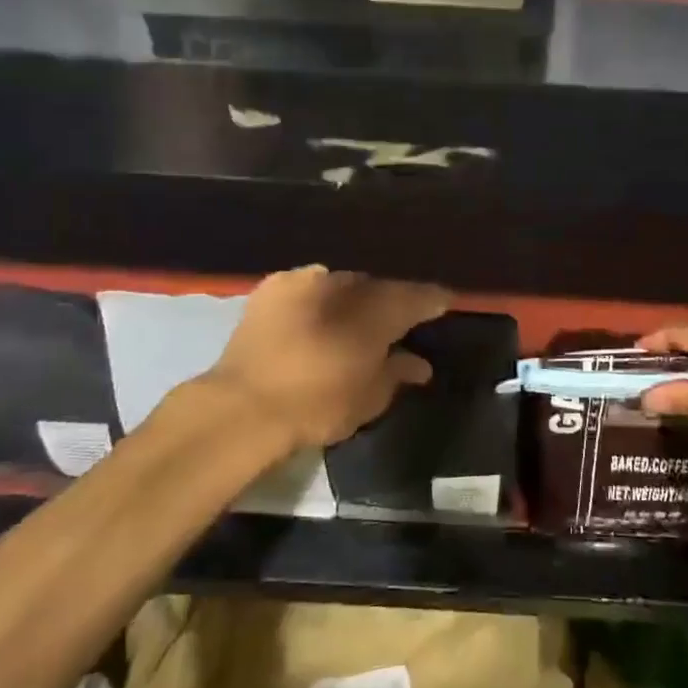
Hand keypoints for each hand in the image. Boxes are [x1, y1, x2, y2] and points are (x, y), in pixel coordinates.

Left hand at [200, 266, 451, 451]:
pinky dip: (317, 299)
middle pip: (378, 287)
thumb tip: (419, 363)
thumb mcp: (369, 398)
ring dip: (351, 299)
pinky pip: (308, 286)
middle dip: (388, 301)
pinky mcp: (272, 287)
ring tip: (352, 319)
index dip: (434, 300)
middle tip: (393, 321)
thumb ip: (398, 373)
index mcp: (376, 310)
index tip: (445, 303)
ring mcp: (306, 280)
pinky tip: (316, 314)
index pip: (417, 296)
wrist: (243, 407)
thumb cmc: (317, 405)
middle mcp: (344, 284)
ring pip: (342, 284)